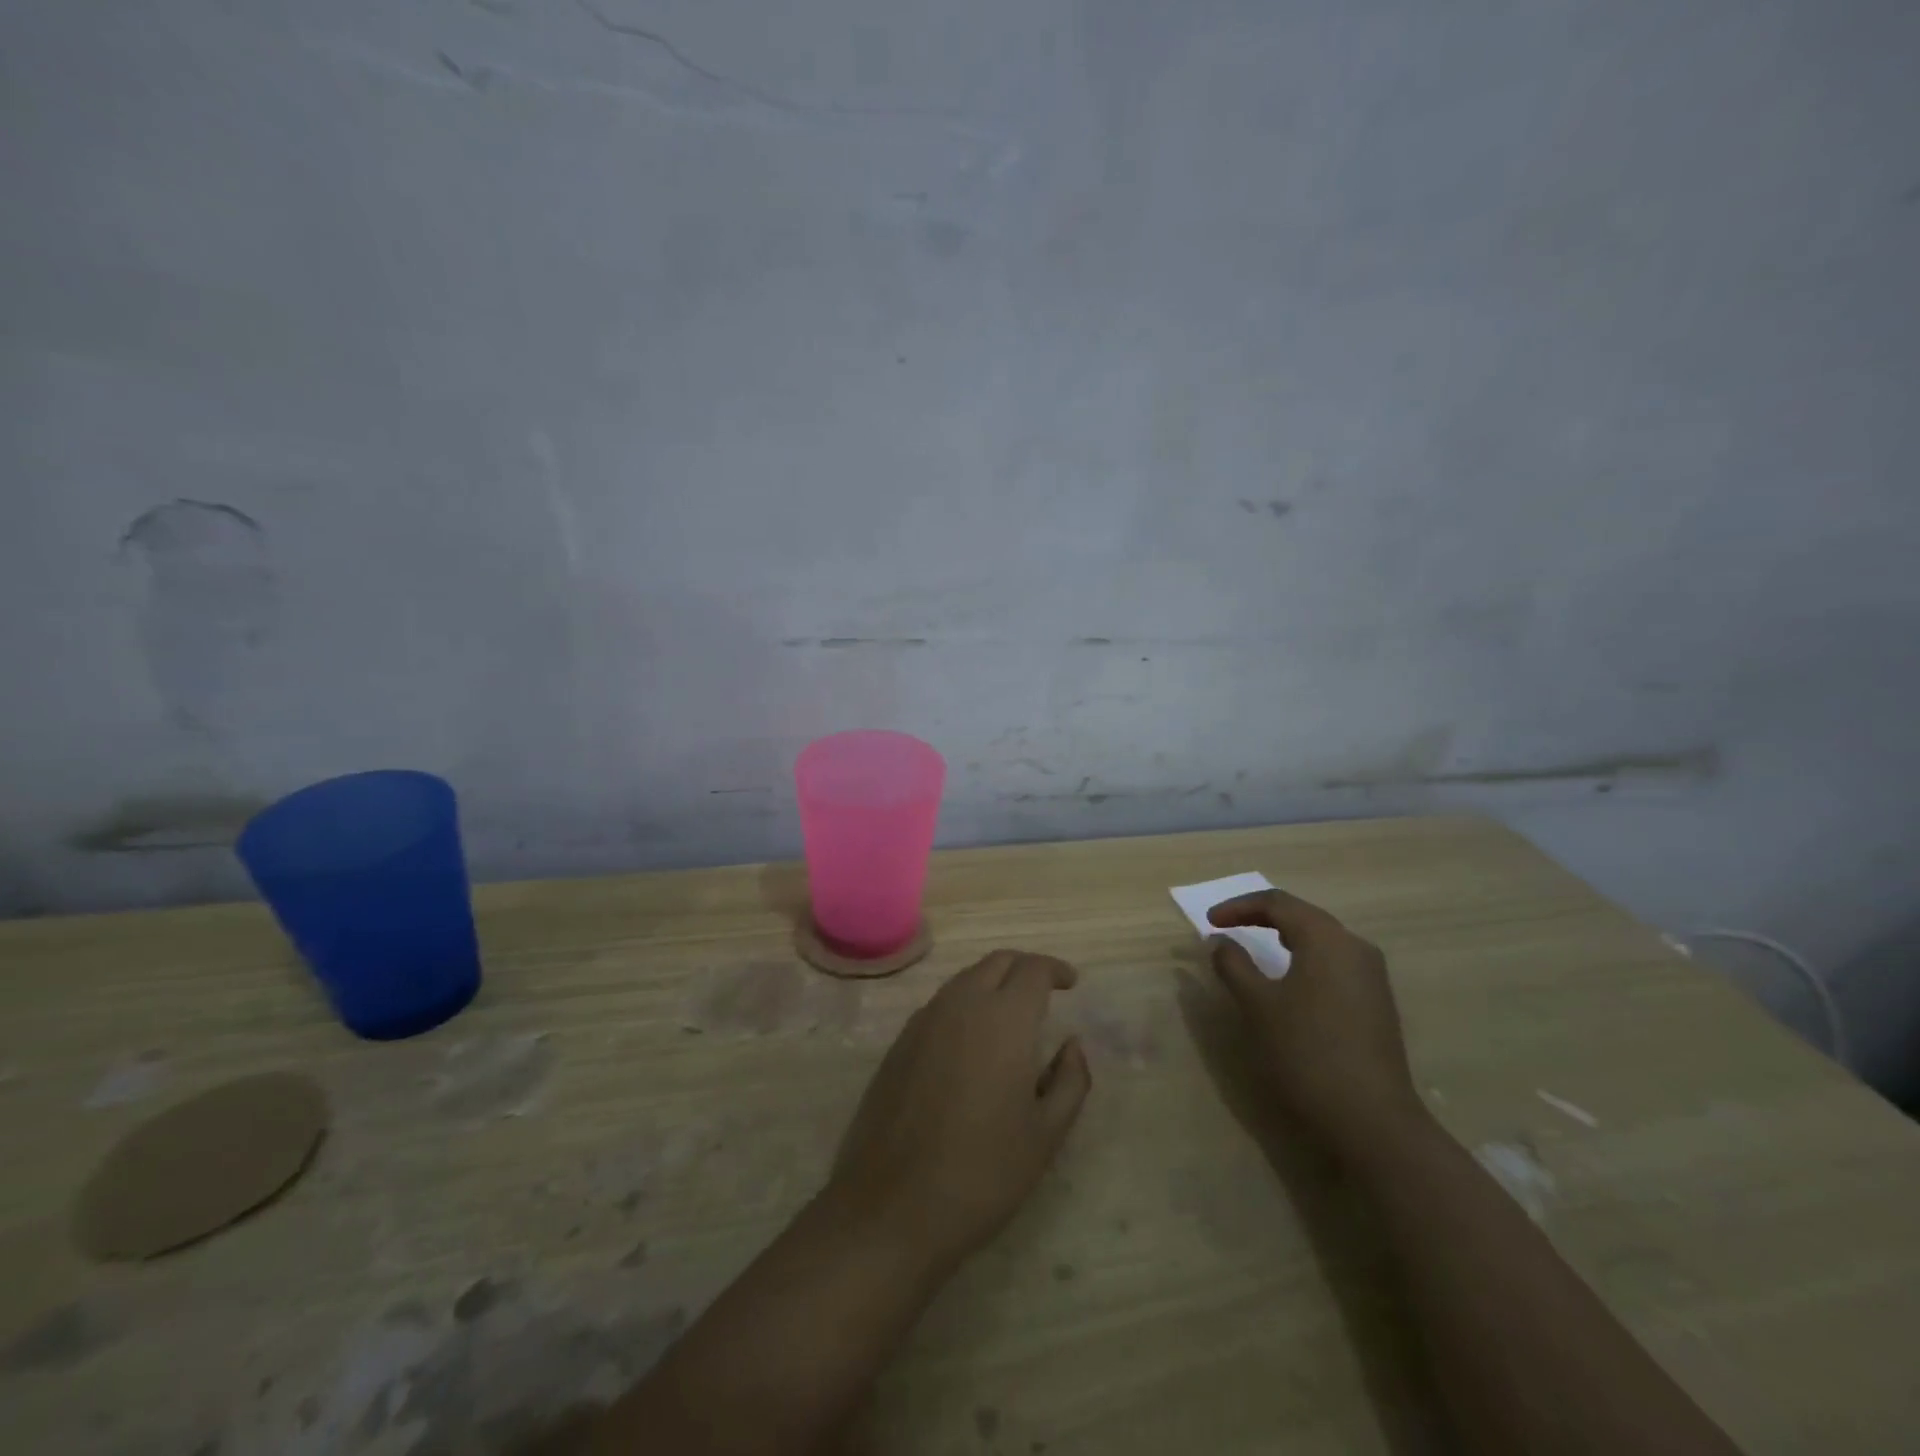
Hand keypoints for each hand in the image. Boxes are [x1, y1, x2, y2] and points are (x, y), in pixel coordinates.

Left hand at [826, 950, 1091, 1268]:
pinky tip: (972, 1041)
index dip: (1055, 969)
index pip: (1032, 969)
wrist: (892, 1206)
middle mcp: (961, 1004)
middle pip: (996, 962)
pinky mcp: (899, 1042)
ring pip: (965, 979)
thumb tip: (1072, 1045)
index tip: (1071, 983)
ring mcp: (924, 1020)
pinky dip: (965, 1004)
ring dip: (992, 982)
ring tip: (1012, 1014)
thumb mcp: (1045, 1135)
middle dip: (1024, 967)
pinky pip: (940, 1004)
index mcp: (1003, 1018)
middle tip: (1045, 990)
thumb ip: (1070, 1081)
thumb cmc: (982, 1172)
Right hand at [1207, 889, 1427, 1160]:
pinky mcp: (1377, 1003)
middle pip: (1303, 916)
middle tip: (1229, 927)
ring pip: (1321, 939)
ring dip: (1285, 937)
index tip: (1209, 922)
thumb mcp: (1258, 1005)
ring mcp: (1372, 976)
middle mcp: (1355, 947)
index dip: (1239, 907)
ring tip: (1256, 947)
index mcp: (1326, 939)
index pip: (1277, 903)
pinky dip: (1304, 959)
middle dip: (1262, 917)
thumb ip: (1234, 965)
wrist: (1372, 1121)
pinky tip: (1290, 980)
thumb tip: (1221, 942)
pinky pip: (1334, 963)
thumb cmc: (1306, 1052)